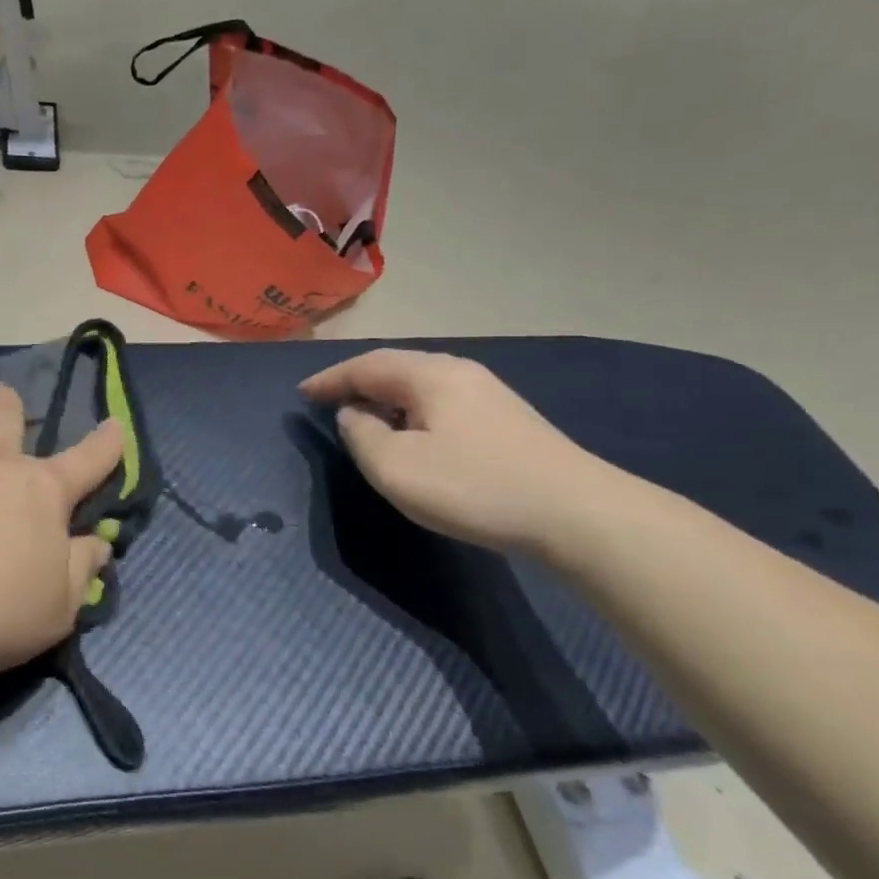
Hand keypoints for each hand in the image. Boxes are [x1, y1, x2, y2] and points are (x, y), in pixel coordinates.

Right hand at [300, 350, 611, 551]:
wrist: (577, 513)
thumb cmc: (474, 486)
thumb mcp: (397, 467)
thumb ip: (362, 435)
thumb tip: (354, 414)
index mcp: (430, 375)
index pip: (366, 365)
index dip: (330, 378)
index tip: (301, 393)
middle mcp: (459, 372)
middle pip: (395, 368)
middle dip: (357, 383)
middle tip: (328, 401)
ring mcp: (488, 394)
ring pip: (420, 386)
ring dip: (385, 398)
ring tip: (363, 418)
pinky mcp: (506, 420)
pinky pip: (441, 403)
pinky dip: (411, 412)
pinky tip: (411, 436)